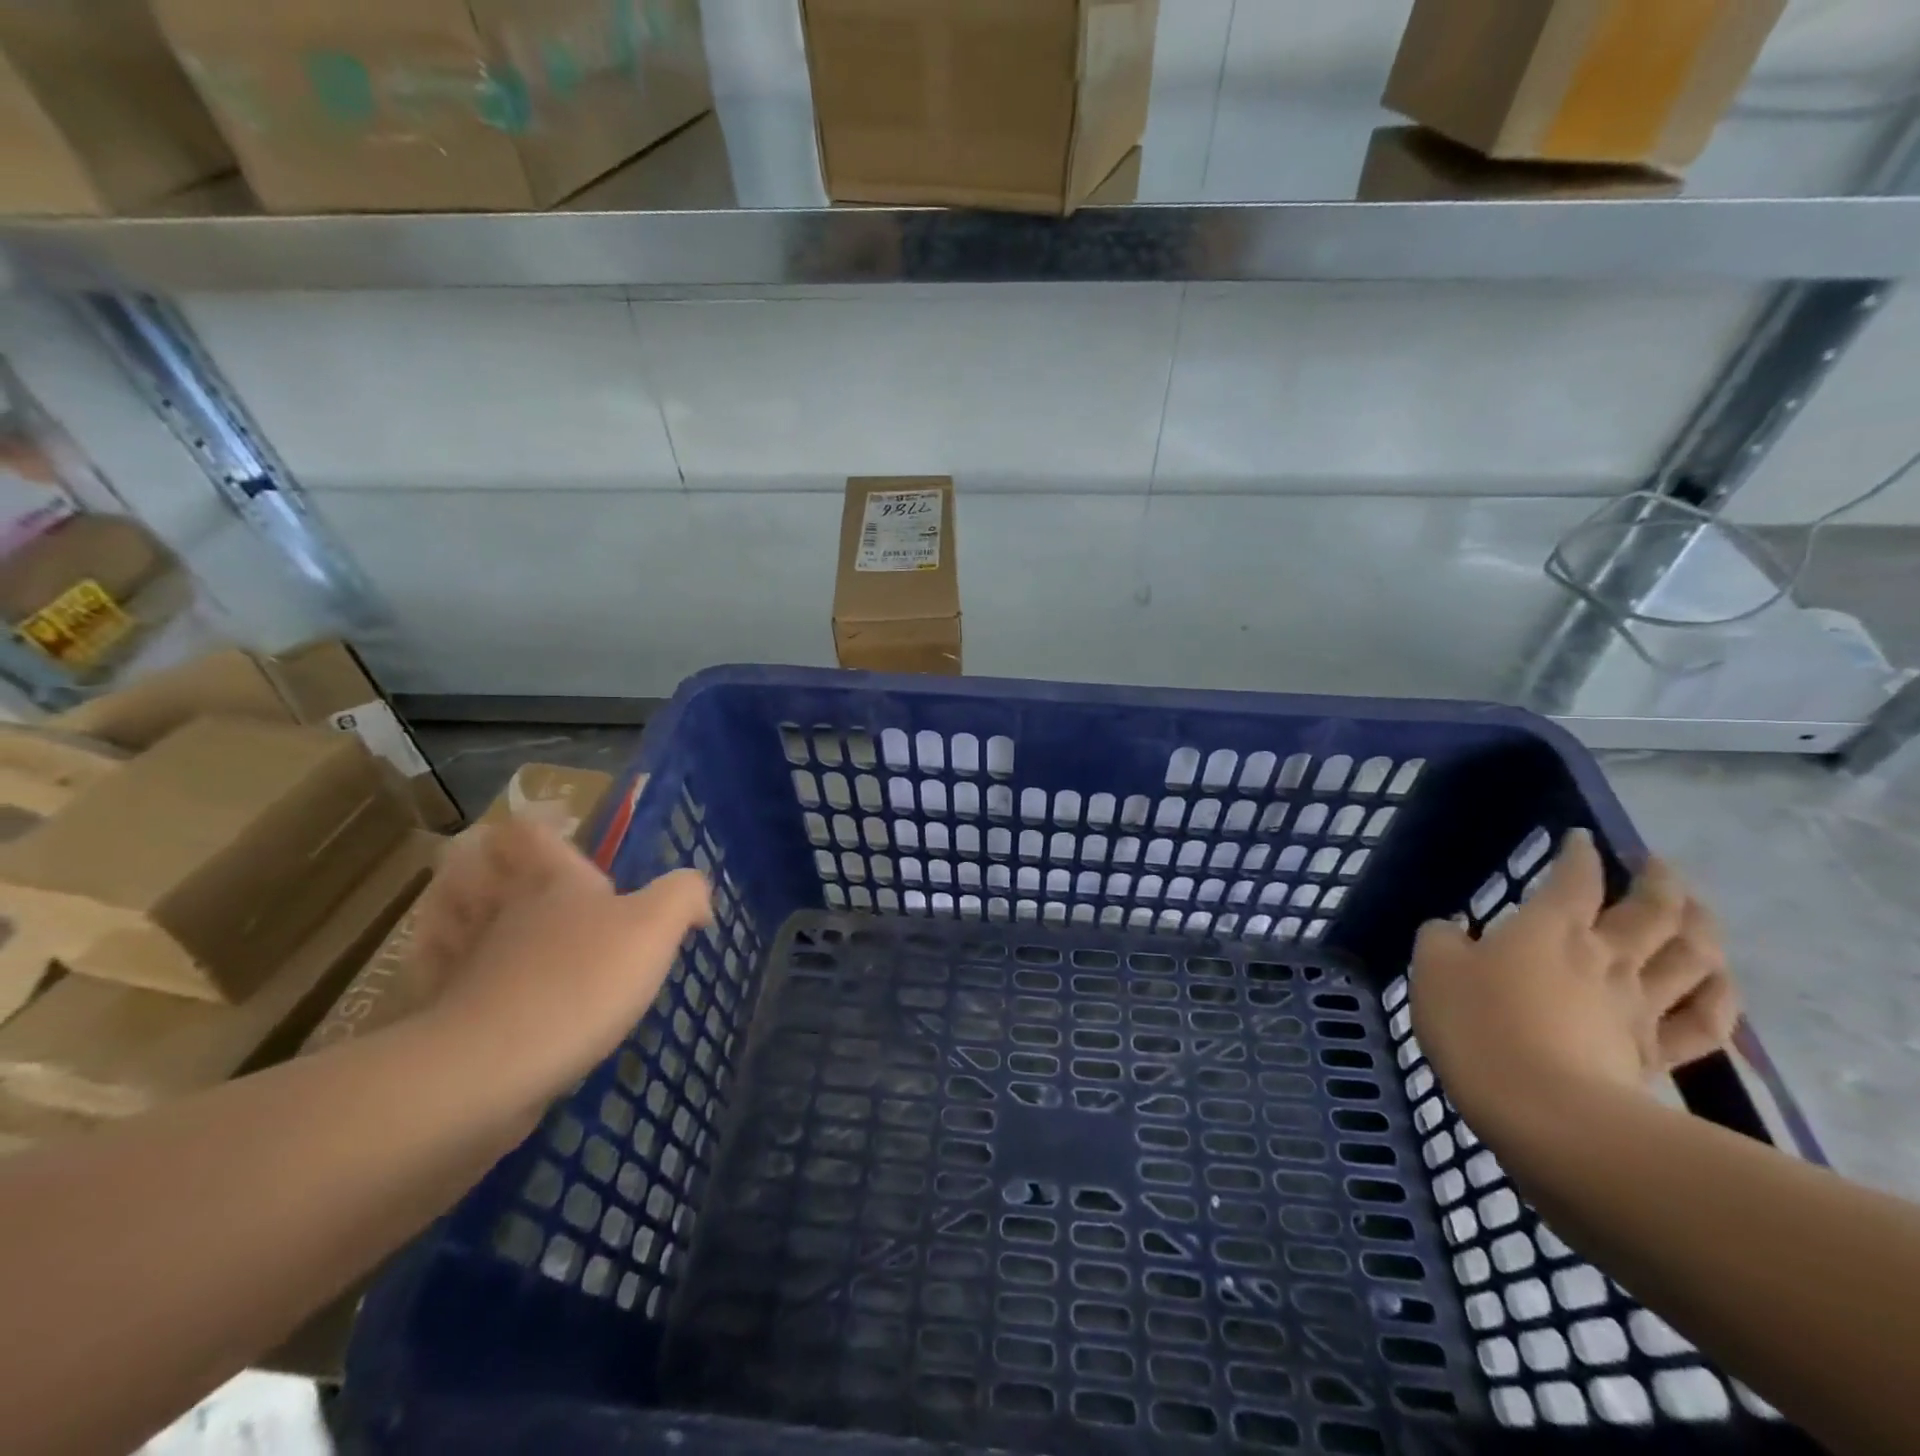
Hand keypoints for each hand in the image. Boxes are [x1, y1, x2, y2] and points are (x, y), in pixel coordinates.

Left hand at [400, 818, 710, 1115]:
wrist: (492, 1068)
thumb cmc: (581, 982)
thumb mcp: (655, 928)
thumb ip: (683, 895)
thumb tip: (697, 895)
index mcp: (553, 882)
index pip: (531, 831)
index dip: (538, 823)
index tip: (554, 827)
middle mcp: (501, 908)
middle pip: (474, 864)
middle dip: (485, 860)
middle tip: (510, 869)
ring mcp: (463, 957)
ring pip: (448, 914)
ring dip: (456, 907)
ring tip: (481, 913)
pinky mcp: (441, 1008)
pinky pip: (437, 971)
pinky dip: (443, 965)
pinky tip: (465, 975)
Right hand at [1408, 830, 1738, 1130]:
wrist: (1542, 1111)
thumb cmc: (1477, 1025)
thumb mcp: (1431, 968)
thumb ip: (1440, 938)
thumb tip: (1453, 929)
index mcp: (1549, 928)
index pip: (1573, 878)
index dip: (1578, 854)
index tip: (1579, 838)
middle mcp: (1605, 957)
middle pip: (1652, 910)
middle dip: (1658, 880)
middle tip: (1655, 863)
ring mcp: (1638, 1006)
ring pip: (1691, 957)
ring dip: (1701, 926)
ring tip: (1697, 909)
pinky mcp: (1655, 1053)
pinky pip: (1705, 1021)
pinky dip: (1719, 996)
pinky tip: (1718, 981)